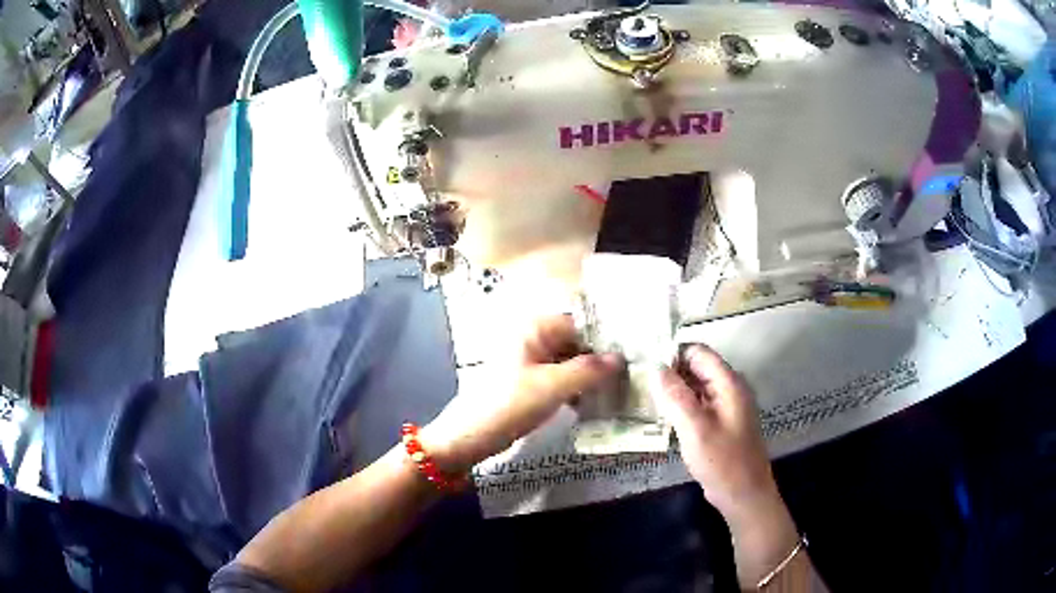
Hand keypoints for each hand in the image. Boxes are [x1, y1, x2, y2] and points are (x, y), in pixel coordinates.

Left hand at [423, 315, 623, 472]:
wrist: (471, 436)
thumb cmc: (509, 404)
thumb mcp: (552, 386)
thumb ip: (589, 370)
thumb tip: (621, 359)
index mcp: (535, 328)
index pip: (582, 324)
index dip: (607, 339)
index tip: (634, 355)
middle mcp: (534, 337)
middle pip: (577, 342)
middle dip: (601, 360)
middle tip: (631, 376)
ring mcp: (531, 360)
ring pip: (571, 361)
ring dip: (591, 376)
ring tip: (619, 390)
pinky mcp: (530, 381)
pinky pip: (561, 377)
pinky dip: (577, 387)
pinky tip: (595, 402)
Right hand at [653, 345, 800, 585]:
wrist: (744, 495)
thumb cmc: (723, 462)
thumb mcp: (696, 429)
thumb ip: (676, 396)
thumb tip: (655, 368)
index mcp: (728, 383)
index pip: (698, 352)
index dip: (671, 354)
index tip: (644, 365)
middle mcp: (729, 388)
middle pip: (696, 368)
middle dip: (669, 373)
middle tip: (638, 384)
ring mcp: (725, 406)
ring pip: (695, 387)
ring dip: (673, 391)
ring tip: (643, 399)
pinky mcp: (720, 423)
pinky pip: (698, 405)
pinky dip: (680, 407)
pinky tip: (660, 418)